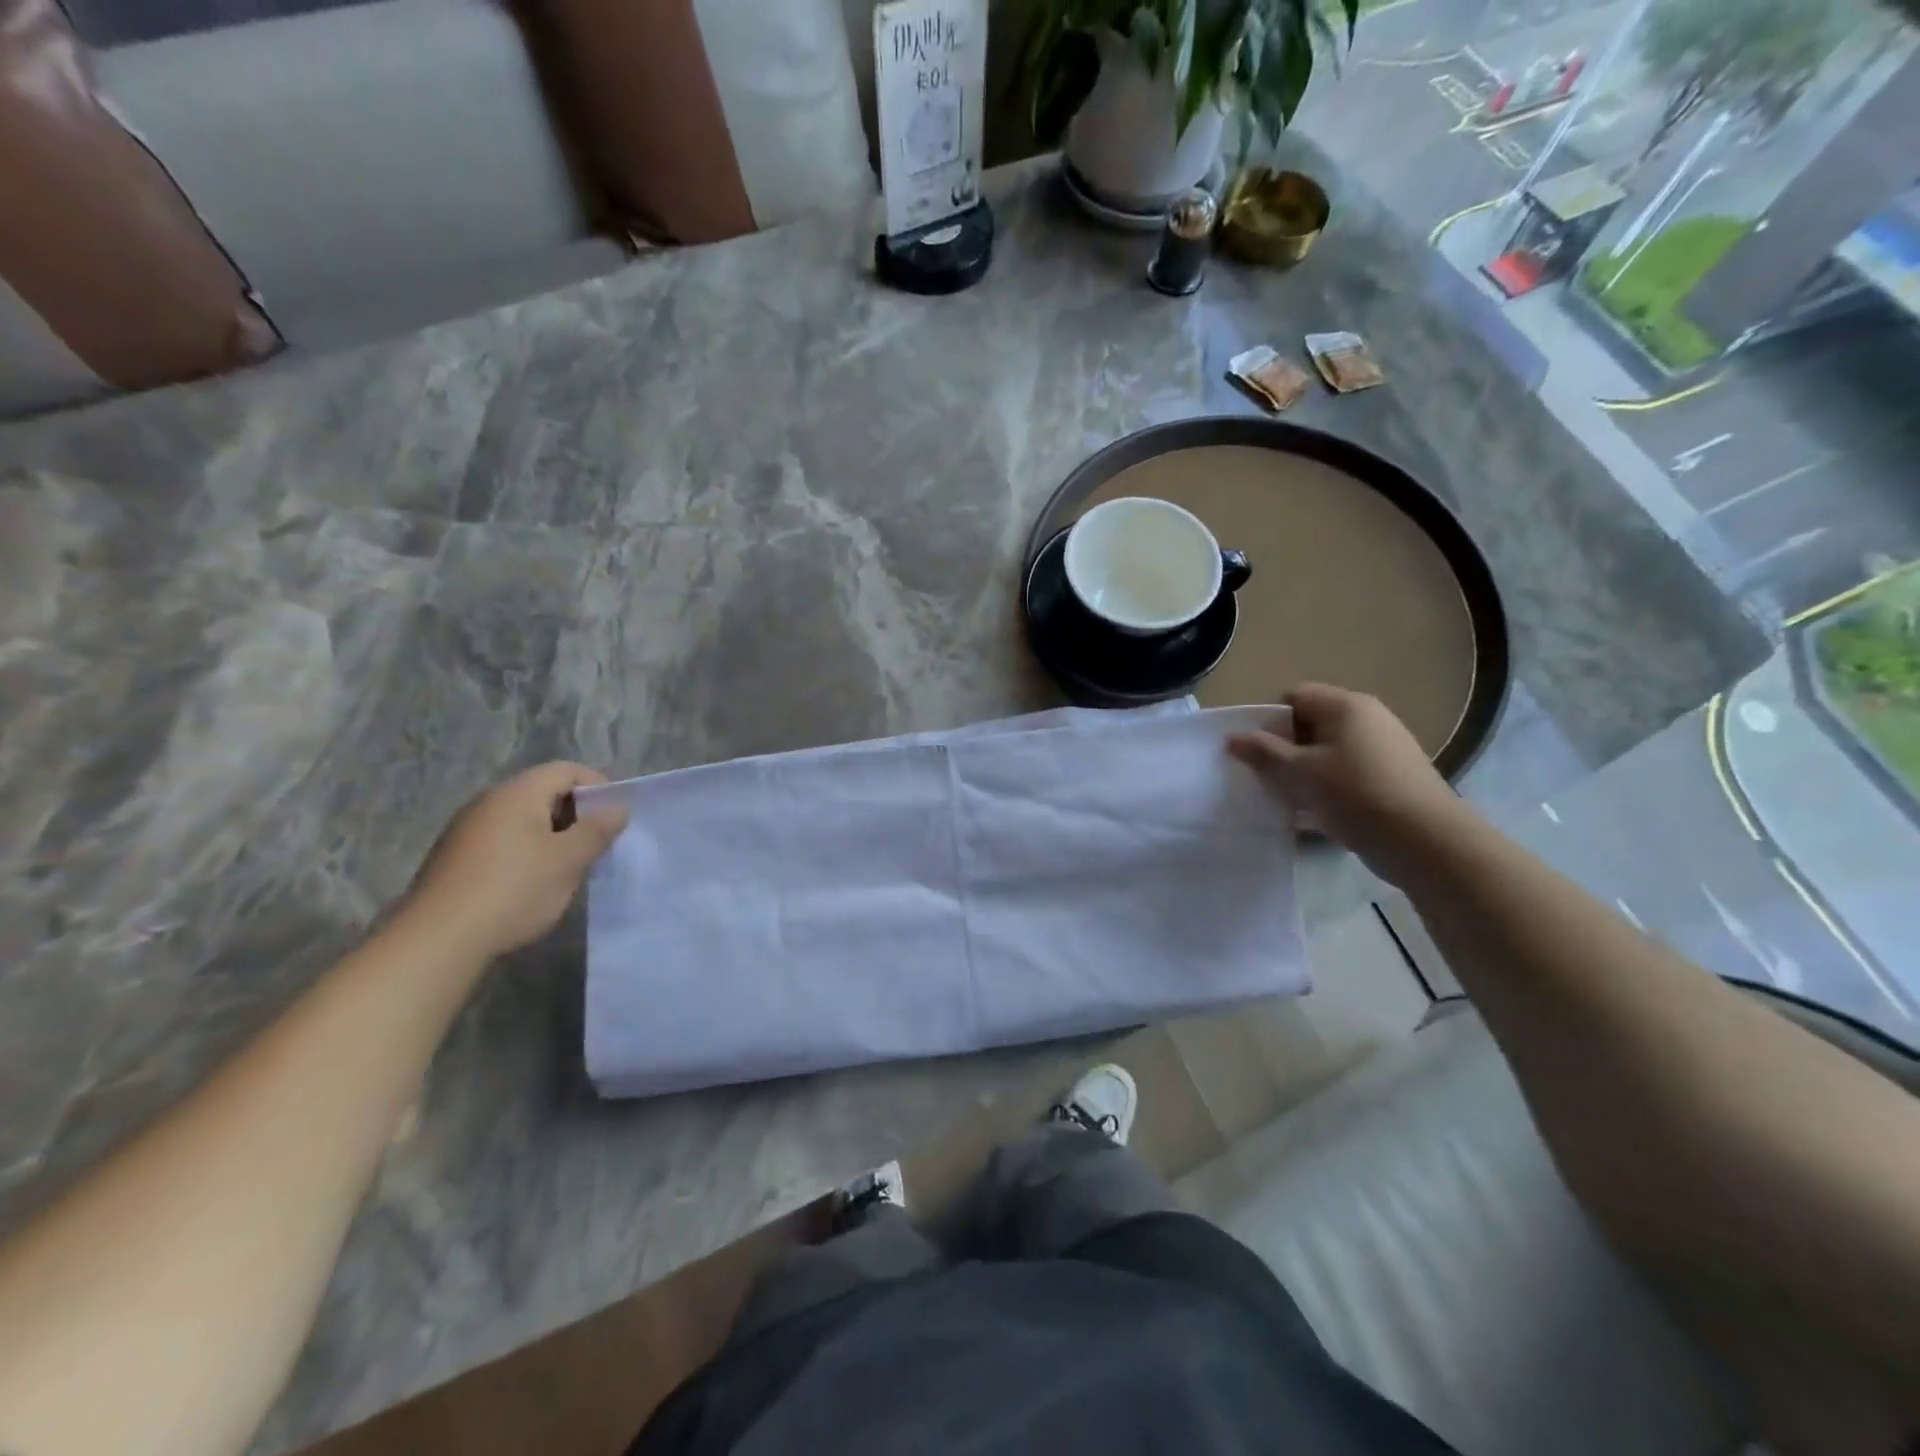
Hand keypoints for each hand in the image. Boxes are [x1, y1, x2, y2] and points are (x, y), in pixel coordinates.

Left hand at [402, 762, 629, 958]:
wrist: (436, 941)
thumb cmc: (513, 890)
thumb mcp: (568, 860)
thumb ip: (598, 829)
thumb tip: (618, 807)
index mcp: (516, 793)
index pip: (566, 770)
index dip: (598, 786)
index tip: (615, 817)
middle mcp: (488, 802)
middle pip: (544, 792)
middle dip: (576, 814)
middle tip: (596, 845)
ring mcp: (466, 830)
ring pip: (524, 819)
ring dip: (553, 836)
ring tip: (569, 868)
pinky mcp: (455, 859)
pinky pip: (503, 841)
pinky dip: (527, 852)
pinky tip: (532, 884)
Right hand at [1228, 683, 1464, 884]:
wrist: (1425, 841)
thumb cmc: (1355, 795)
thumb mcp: (1299, 773)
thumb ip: (1263, 752)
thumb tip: (1232, 737)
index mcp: (1346, 705)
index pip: (1294, 696)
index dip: (1268, 720)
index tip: (1255, 751)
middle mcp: (1368, 717)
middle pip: (1311, 722)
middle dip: (1284, 747)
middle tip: (1267, 776)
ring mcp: (1385, 746)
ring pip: (1328, 749)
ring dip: (1305, 769)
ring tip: (1290, 797)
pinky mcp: (1393, 774)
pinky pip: (1347, 769)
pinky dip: (1328, 784)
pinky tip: (1319, 811)